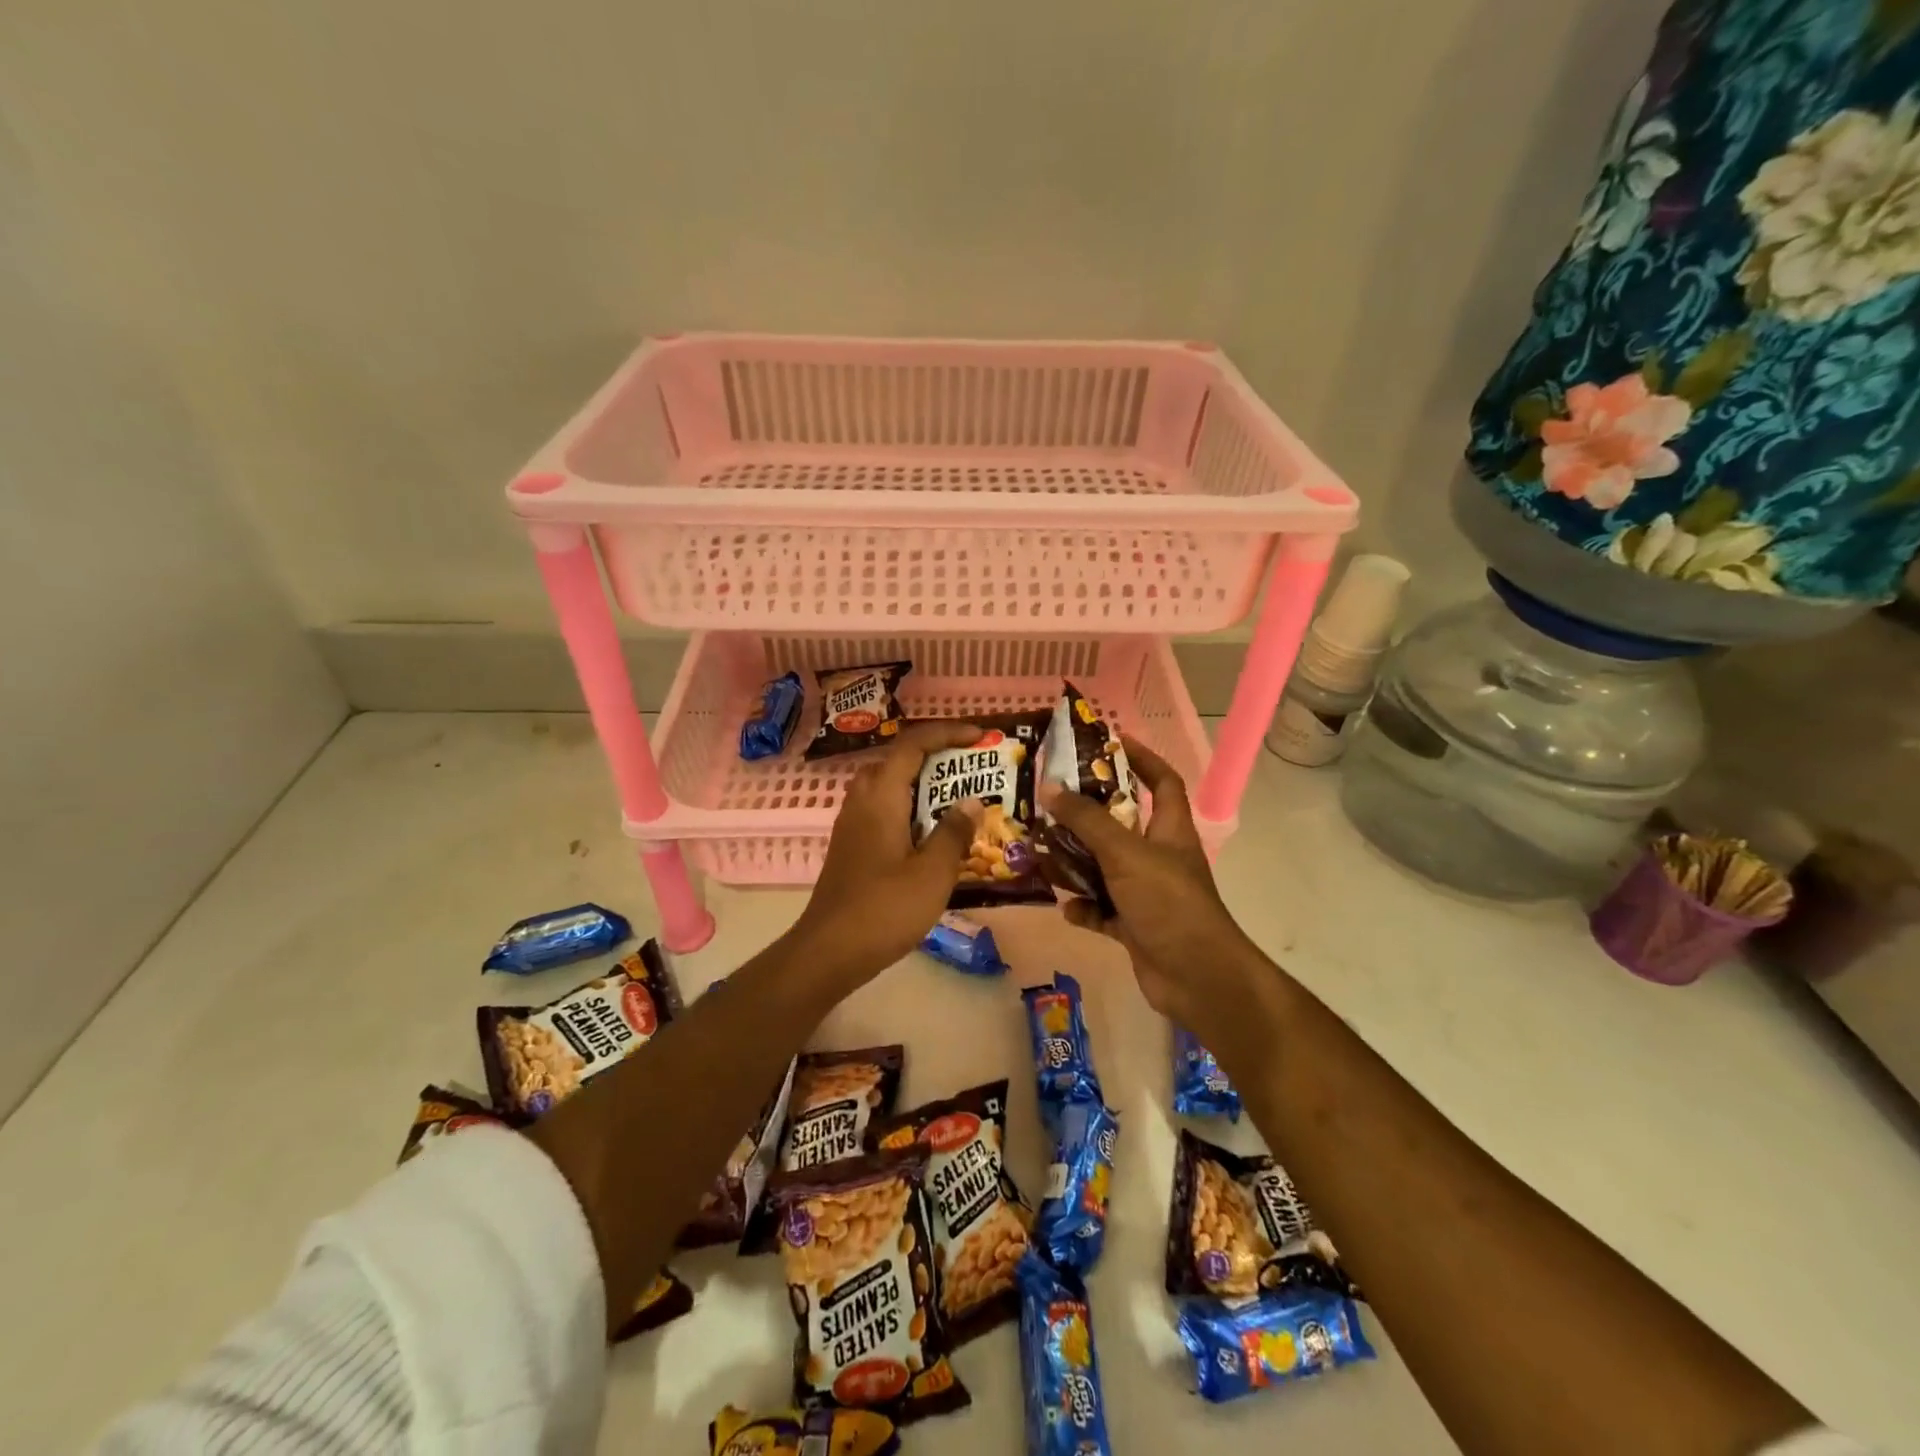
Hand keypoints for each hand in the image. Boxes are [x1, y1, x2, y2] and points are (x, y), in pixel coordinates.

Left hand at [786, 721, 983, 994]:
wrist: (829, 951)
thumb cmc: (884, 909)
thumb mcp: (933, 873)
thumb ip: (954, 832)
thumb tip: (971, 801)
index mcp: (881, 796)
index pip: (913, 743)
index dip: (947, 733)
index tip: (980, 738)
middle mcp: (862, 800)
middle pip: (899, 760)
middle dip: (936, 756)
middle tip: (971, 768)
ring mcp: (852, 823)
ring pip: (890, 785)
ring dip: (923, 783)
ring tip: (957, 799)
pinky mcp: (852, 846)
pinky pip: (884, 809)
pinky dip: (910, 808)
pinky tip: (932, 835)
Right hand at [1038, 739, 1273, 1041]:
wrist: (1197, 977)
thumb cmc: (1168, 902)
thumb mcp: (1125, 853)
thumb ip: (1087, 821)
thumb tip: (1050, 787)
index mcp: (1169, 830)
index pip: (1161, 781)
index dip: (1141, 758)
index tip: (1109, 742)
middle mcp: (1159, 856)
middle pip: (1122, 824)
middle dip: (1089, 813)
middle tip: (1052, 800)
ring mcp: (1147, 893)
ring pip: (1106, 868)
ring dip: (1078, 862)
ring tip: (1043, 850)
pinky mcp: (1135, 926)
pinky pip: (1102, 910)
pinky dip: (1085, 908)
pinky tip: (1066, 907)